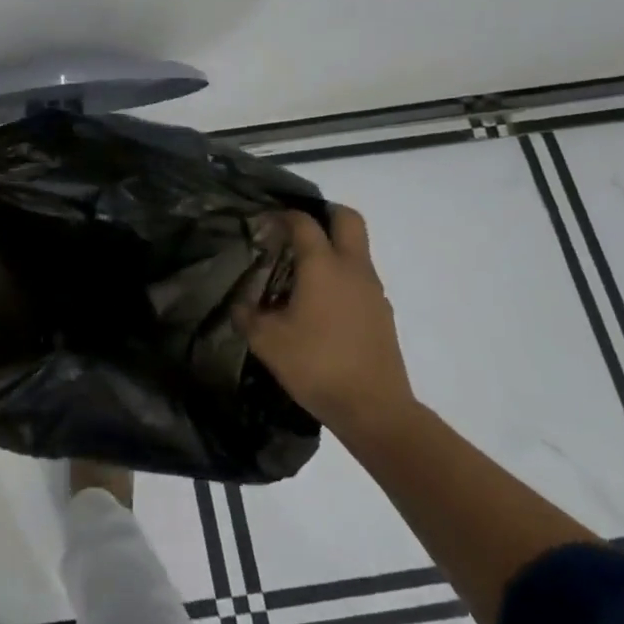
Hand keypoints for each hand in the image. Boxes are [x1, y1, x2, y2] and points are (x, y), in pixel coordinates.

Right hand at [235, 206, 416, 441]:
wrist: (375, 410)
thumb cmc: (316, 365)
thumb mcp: (266, 341)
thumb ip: (247, 315)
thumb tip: (241, 304)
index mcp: (322, 266)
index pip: (304, 222)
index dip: (282, 215)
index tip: (264, 222)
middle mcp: (352, 269)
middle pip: (348, 219)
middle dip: (324, 214)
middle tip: (297, 229)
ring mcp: (373, 291)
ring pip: (357, 250)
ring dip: (333, 248)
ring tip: (301, 273)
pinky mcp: (382, 313)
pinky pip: (360, 279)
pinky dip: (341, 277)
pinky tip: (320, 305)